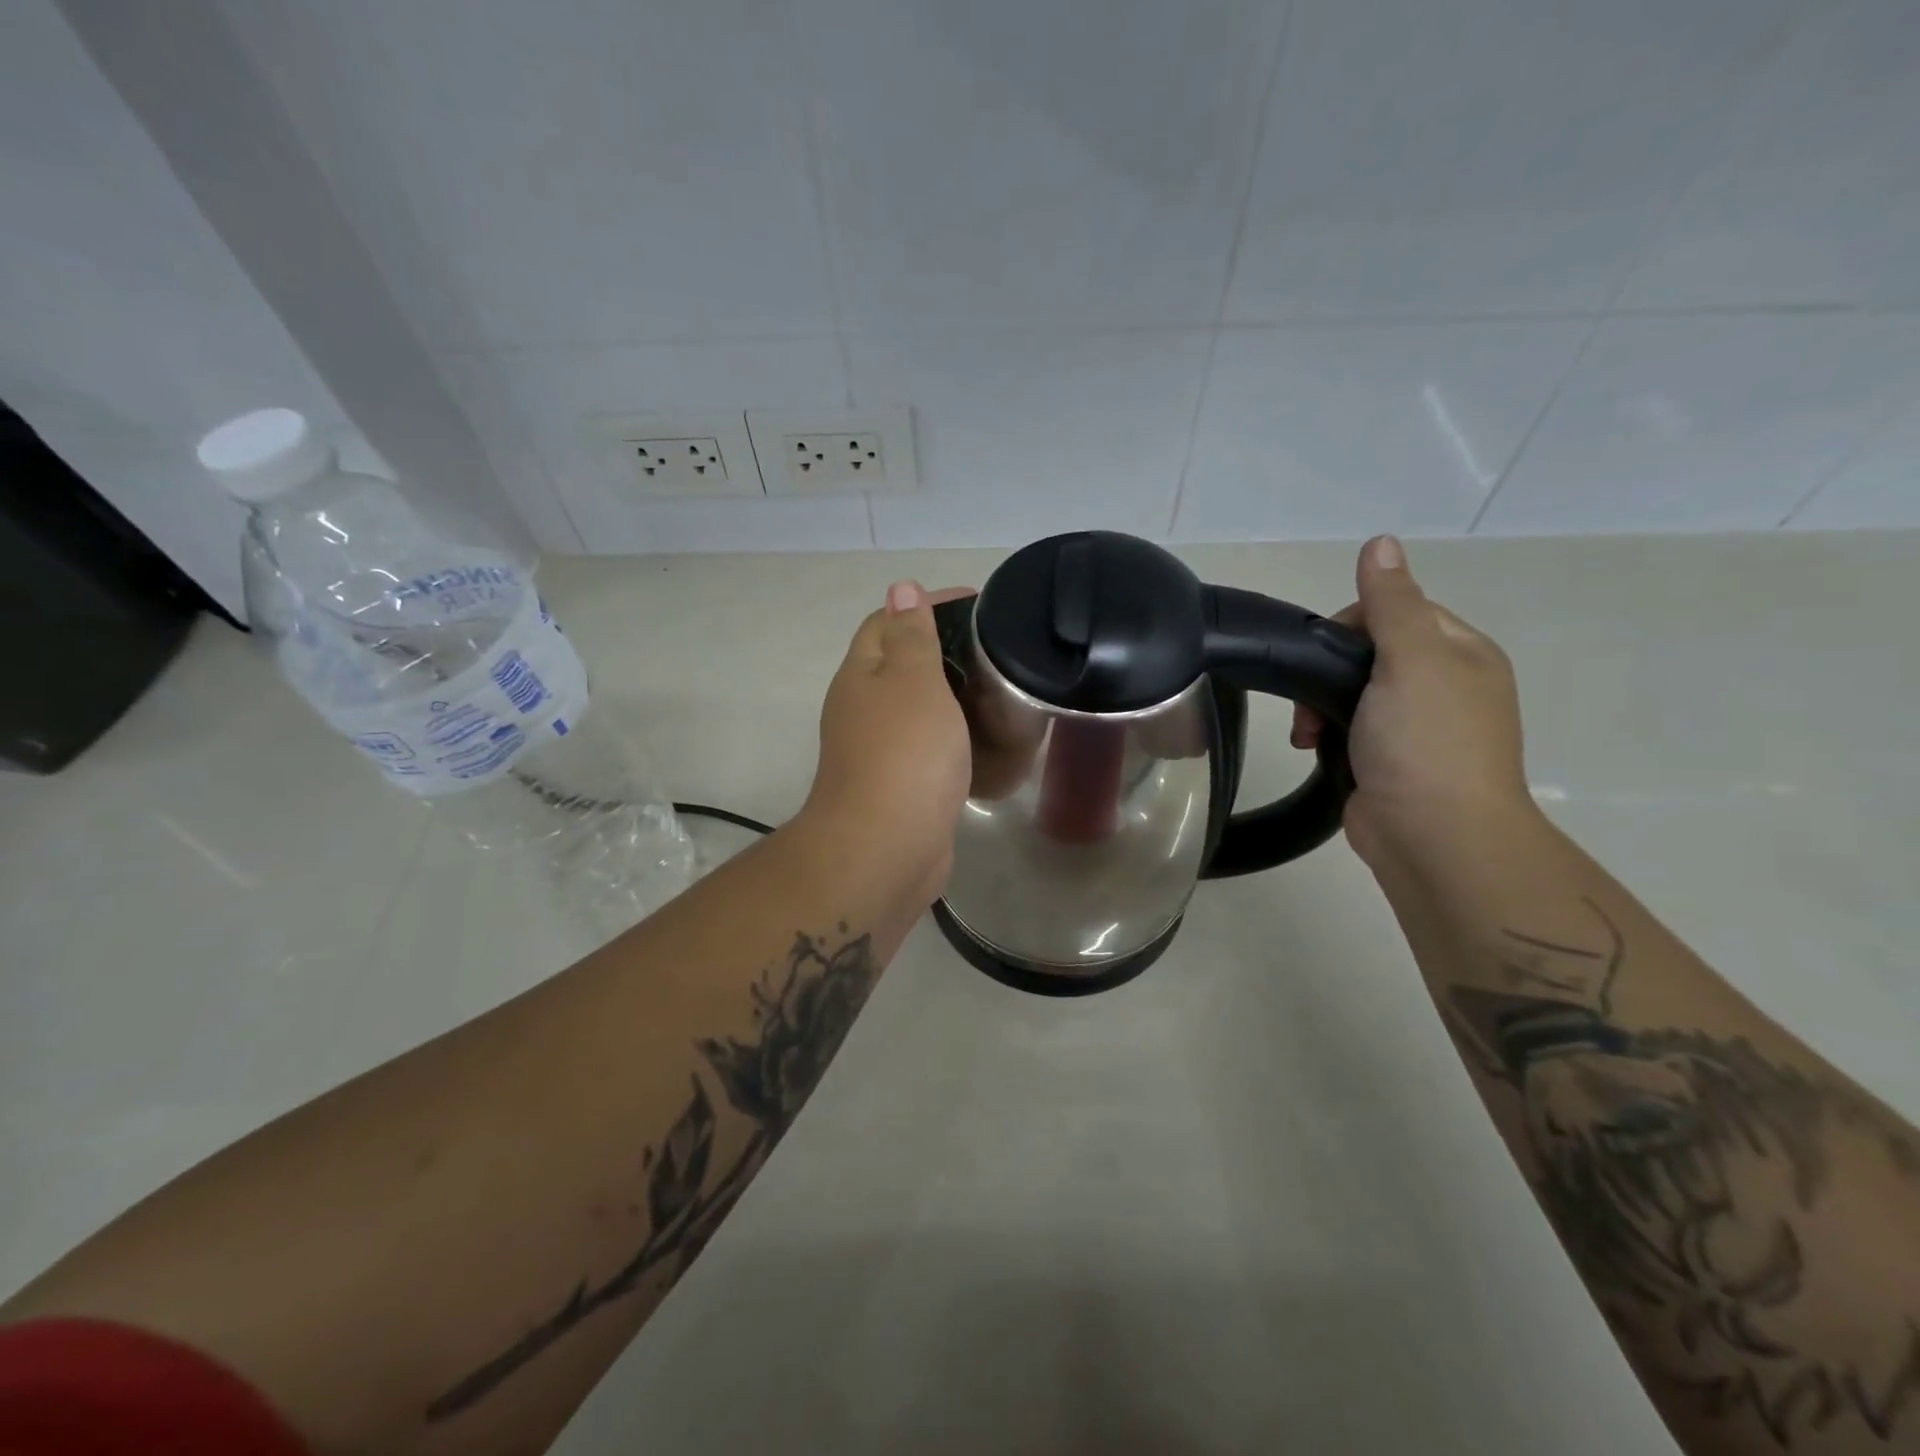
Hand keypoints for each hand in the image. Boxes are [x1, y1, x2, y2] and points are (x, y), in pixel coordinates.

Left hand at [801, 581, 973, 905]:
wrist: (886, 848)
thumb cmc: (905, 754)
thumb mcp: (914, 681)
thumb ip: (912, 635)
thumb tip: (900, 587)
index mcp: (862, 674)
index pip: (888, 621)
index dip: (928, 604)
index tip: (980, 604)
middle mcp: (863, 708)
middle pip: (904, 664)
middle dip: (947, 651)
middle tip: (999, 651)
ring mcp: (880, 750)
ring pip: (920, 709)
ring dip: (955, 697)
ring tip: (1003, 691)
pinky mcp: (901, 786)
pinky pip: (931, 748)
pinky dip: (957, 739)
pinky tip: (990, 742)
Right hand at [1292, 537, 1534, 870]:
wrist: (1434, 837)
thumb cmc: (1426, 743)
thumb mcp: (1411, 661)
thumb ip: (1391, 603)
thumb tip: (1381, 542)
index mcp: (1460, 653)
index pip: (1398, 610)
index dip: (1354, 622)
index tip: (1325, 651)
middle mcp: (1443, 684)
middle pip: (1370, 650)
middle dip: (1329, 668)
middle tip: (1311, 697)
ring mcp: (1415, 726)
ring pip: (1353, 691)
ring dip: (1320, 703)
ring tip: (1306, 732)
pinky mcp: (1388, 760)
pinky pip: (1348, 727)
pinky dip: (1326, 732)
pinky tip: (1312, 747)